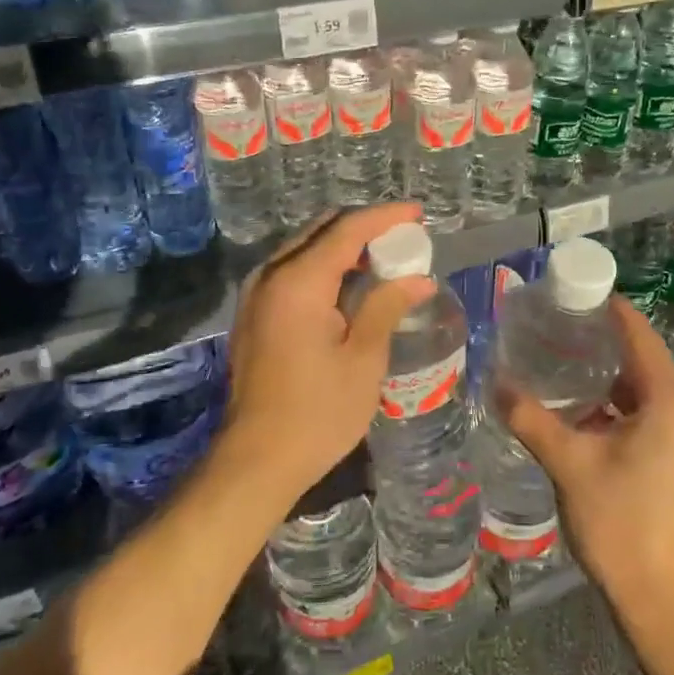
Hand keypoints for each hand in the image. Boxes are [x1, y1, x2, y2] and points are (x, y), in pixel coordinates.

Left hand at [214, 204, 433, 518]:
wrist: (257, 460)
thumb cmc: (318, 412)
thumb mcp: (363, 358)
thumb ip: (387, 306)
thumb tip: (419, 279)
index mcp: (298, 282)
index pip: (347, 229)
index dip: (385, 218)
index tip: (418, 214)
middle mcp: (271, 276)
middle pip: (321, 231)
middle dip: (364, 228)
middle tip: (404, 239)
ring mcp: (256, 294)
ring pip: (305, 249)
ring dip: (343, 247)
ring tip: (384, 259)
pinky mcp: (254, 314)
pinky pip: (293, 272)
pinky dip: (324, 267)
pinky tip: (350, 285)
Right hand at [495, 298, 673, 613]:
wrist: (664, 601)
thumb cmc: (618, 524)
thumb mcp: (568, 464)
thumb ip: (531, 417)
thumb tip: (495, 382)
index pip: (642, 340)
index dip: (613, 315)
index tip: (584, 295)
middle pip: (652, 371)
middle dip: (610, 360)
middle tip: (566, 344)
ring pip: (662, 399)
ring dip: (624, 394)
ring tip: (579, 384)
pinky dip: (643, 418)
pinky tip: (608, 423)